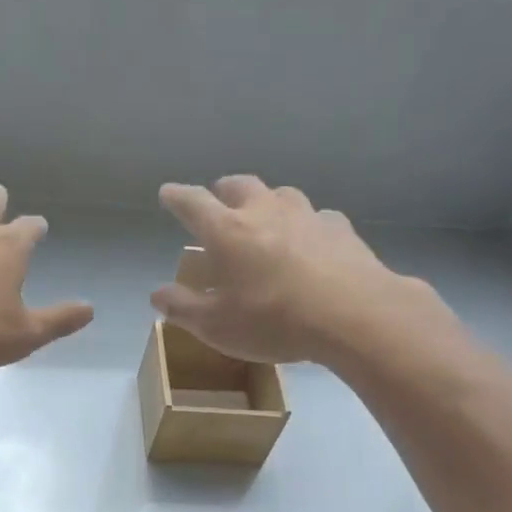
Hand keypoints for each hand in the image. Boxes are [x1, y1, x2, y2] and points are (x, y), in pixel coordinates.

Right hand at [154, 176, 434, 365]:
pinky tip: (307, 241)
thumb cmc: (273, 320)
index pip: (192, 203)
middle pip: (238, 186)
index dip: (176, 197)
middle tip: (216, 200)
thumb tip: (158, 294)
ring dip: (265, 201)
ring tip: (262, 218)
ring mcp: (305, 215)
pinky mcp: (339, 228)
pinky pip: (315, 217)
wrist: (353, 314)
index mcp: (226, 231)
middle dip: (221, 190)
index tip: (167, 193)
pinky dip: (303, 224)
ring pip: (279, 194)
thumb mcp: (215, 326)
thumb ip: (182, 308)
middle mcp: (264, 211)